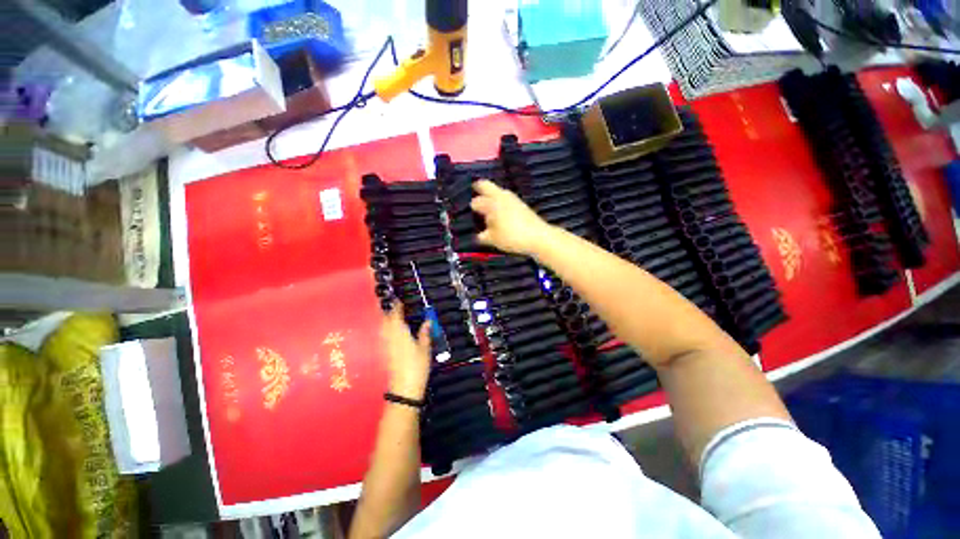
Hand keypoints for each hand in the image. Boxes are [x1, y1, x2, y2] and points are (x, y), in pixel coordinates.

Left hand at [380, 302, 431, 400]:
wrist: (404, 388)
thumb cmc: (416, 365)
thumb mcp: (425, 348)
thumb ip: (425, 333)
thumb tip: (428, 320)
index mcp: (399, 332)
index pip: (395, 314)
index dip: (397, 305)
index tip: (400, 299)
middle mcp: (389, 336)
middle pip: (385, 319)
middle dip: (388, 311)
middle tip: (396, 305)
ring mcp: (385, 345)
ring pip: (383, 327)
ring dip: (387, 319)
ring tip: (395, 315)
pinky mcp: (385, 352)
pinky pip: (384, 335)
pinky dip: (387, 329)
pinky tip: (395, 331)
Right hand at [470, 180, 554, 255]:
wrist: (538, 237)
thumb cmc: (512, 236)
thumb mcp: (493, 239)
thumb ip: (482, 236)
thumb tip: (478, 234)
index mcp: (491, 203)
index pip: (475, 201)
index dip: (469, 205)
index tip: (465, 209)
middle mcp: (501, 196)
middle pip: (485, 185)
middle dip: (478, 188)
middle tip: (472, 195)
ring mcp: (512, 198)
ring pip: (497, 192)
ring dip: (490, 196)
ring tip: (484, 207)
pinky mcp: (520, 204)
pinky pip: (504, 198)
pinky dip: (499, 202)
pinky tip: (498, 213)